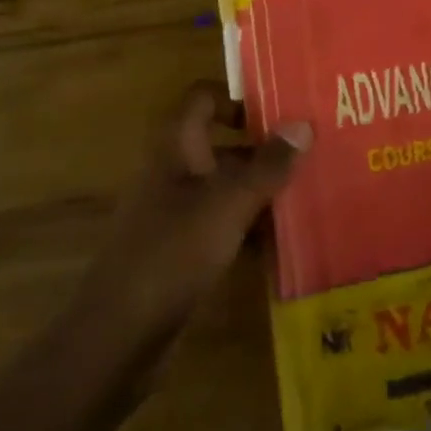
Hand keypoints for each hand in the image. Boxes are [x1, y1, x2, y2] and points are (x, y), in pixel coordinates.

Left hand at [90, 83, 310, 334]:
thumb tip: (303, 124)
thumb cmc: (174, 250)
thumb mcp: (230, 202)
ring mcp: (175, 211)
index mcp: (176, 146)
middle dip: (264, 146)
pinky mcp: (180, 248)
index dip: (238, 96)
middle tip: (311, 148)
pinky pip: (222, 222)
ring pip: (225, 185)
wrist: (120, 334)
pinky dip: (249, 224)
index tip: (281, 108)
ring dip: (261, 187)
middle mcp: (174, 170)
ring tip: (310, 189)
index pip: (204, 98)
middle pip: (221, 142)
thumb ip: (269, 164)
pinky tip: (284, 237)